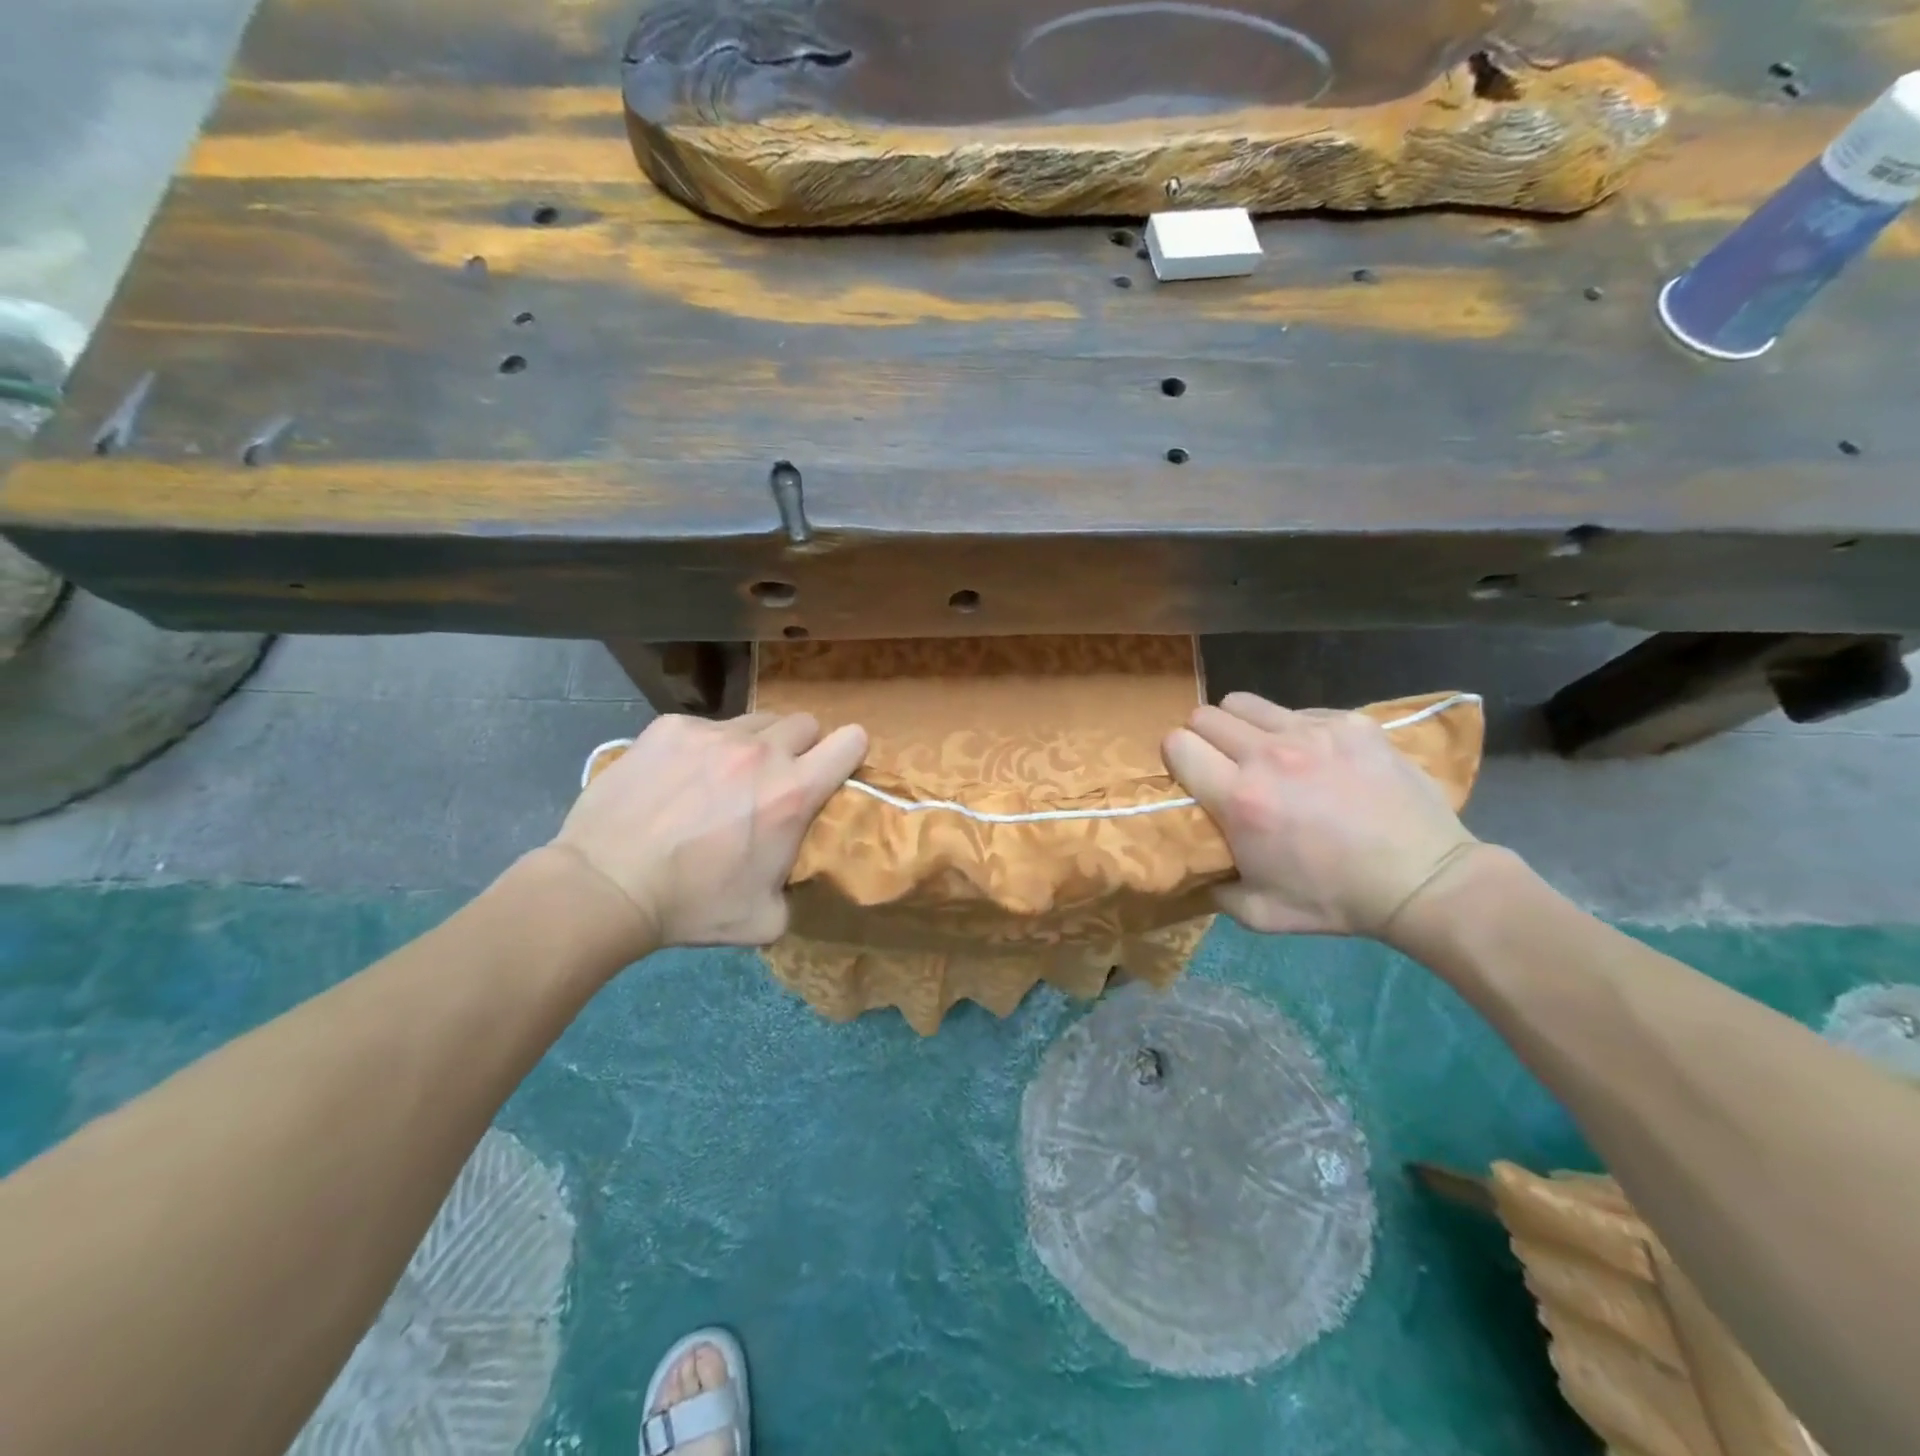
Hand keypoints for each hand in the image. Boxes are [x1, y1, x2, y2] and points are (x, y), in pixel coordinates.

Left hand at [550, 711, 867, 952]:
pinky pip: (704, 726)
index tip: (835, 768)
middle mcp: (761, 751)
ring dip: (755, 744)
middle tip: (776, 779)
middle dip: (801, 747)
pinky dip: (703, 747)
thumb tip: (789, 872)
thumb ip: (793, 886)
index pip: (851, 742)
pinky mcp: (669, 727)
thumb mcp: (765, 918)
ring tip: (724, 776)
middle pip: (805, 723)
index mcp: (794, 793)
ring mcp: (712, 733)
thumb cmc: (692, 906)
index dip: (850, 752)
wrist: (606, 886)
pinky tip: (677, 778)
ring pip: (756, 721)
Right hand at [1163, 693, 1476, 938]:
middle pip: (1204, 715)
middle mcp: (1268, 755)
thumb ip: (1215, 887)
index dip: (1176, 758)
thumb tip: (1198, 867)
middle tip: (1222, 764)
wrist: (1424, 880)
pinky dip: (1294, 730)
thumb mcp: (1260, 913)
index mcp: (1240, 799)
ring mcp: (1313, 732)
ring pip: (1245, 703)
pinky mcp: (1350, 722)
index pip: (1176, 744)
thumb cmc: (1336, 900)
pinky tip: (1316, 758)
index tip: (1190, 775)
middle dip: (1203, 738)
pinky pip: (1298, 711)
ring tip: (1261, 752)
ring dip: (1241, 725)